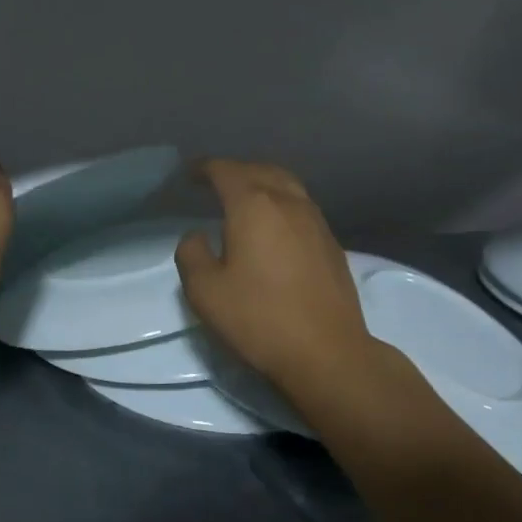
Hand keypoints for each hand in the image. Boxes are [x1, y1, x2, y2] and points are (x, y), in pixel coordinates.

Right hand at [175, 160, 375, 395]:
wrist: (327, 353)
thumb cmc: (259, 319)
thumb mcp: (204, 291)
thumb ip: (192, 254)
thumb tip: (198, 236)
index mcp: (254, 206)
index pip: (226, 171)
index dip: (204, 168)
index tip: (189, 174)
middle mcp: (289, 203)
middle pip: (261, 170)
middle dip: (235, 171)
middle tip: (215, 183)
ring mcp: (316, 222)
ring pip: (287, 186)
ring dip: (262, 183)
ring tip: (245, 198)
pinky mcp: (331, 244)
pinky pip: (302, 207)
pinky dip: (282, 203)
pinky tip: (274, 226)